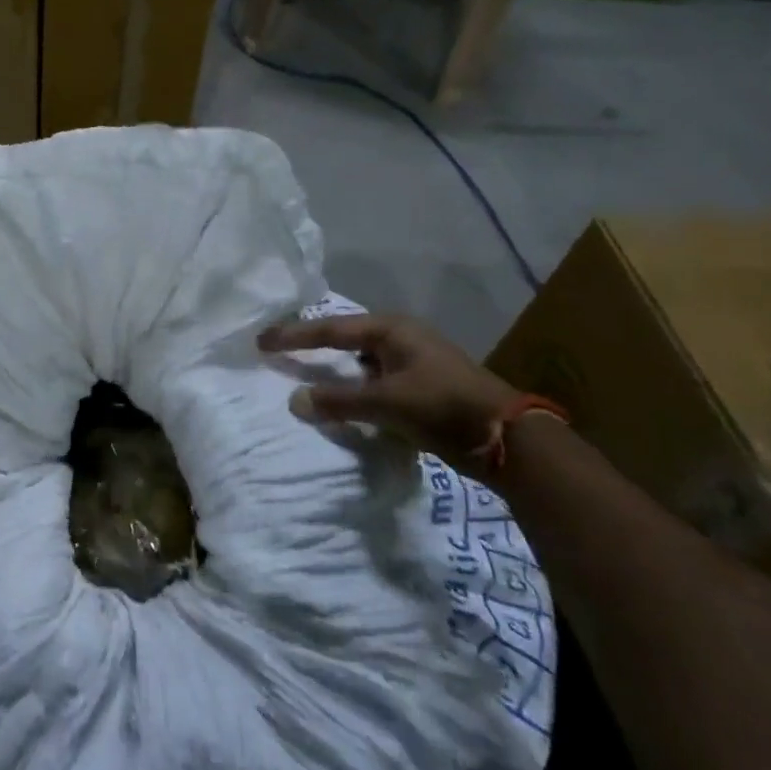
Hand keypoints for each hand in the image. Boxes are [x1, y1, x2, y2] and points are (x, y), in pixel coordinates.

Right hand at [256, 314, 518, 473]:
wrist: (509, 440)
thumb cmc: (443, 406)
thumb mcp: (387, 403)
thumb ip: (338, 401)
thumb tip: (294, 401)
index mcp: (391, 330)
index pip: (330, 329)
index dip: (293, 336)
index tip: (261, 341)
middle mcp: (400, 339)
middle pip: (345, 339)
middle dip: (313, 345)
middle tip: (279, 351)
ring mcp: (412, 363)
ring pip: (360, 362)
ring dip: (335, 371)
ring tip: (304, 375)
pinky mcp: (421, 387)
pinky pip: (374, 381)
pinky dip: (354, 389)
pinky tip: (342, 401)